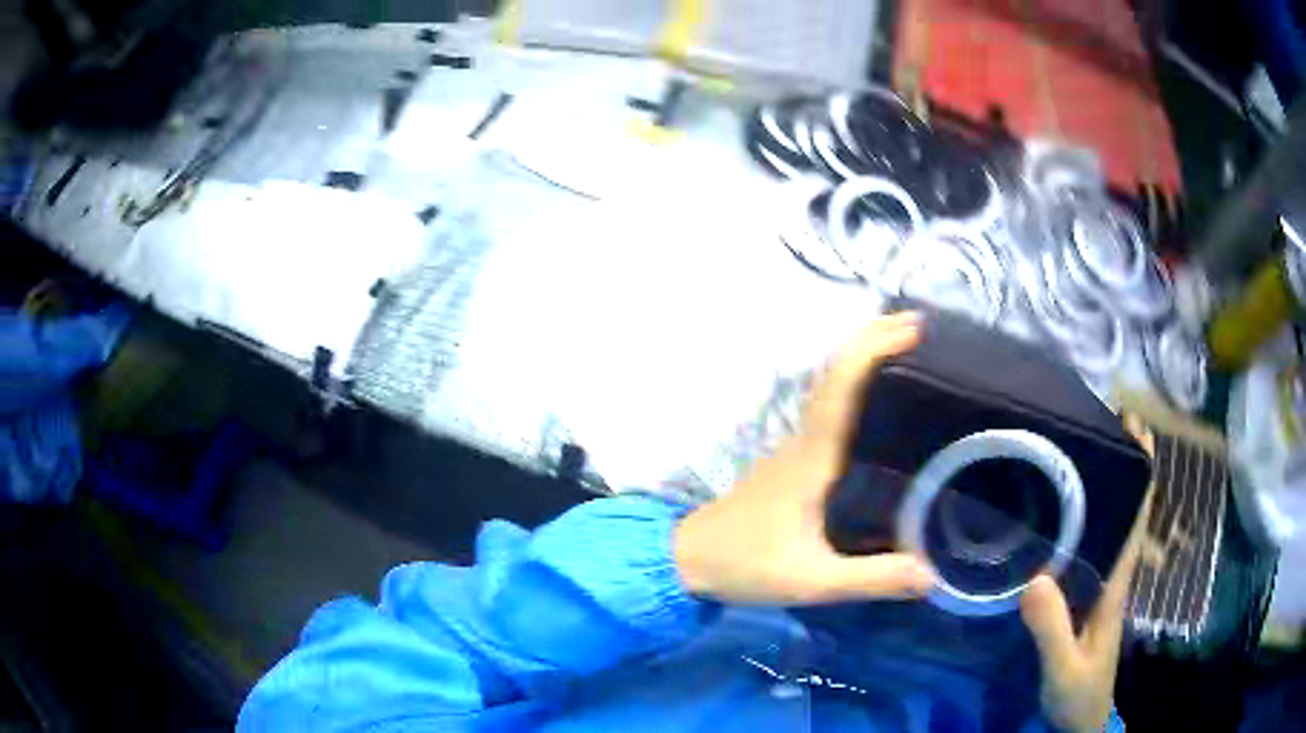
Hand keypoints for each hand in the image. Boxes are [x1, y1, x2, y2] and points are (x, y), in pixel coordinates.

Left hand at [674, 312, 932, 605]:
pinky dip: (855, 386)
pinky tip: (881, 399)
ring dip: (865, 357)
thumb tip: (935, 574)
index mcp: (812, 459)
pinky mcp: (794, 461)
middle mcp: (804, 441)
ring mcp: (795, 447)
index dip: (872, 349)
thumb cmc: (744, 565)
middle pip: (838, 374)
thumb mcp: (812, 581)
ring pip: (832, 387)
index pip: (841, 388)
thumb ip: (872, 579)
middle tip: (921, 325)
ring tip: (911, 347)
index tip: (912, 328)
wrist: (687, 561)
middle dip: (875, 339)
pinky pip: (829, 409)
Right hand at [1020, 418, 1154, 732]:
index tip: (1134, 425)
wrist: (1079, 723)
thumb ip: (1052, 631)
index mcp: (1116, 585)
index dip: (1142, 471)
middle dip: (1120, 465)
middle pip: (1123, 511)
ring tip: (1075, 450)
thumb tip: (1036, 575)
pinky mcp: (1081, 600)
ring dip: (1100, 487)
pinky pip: (1085, 549)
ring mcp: (1096, 588)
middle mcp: (1111, 576)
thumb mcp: (1064, 669)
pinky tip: (1056, 513)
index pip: (1136, 517)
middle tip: (1096, 422)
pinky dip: (1080, 521)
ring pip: (1105, 527)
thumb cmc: (1079, 695)